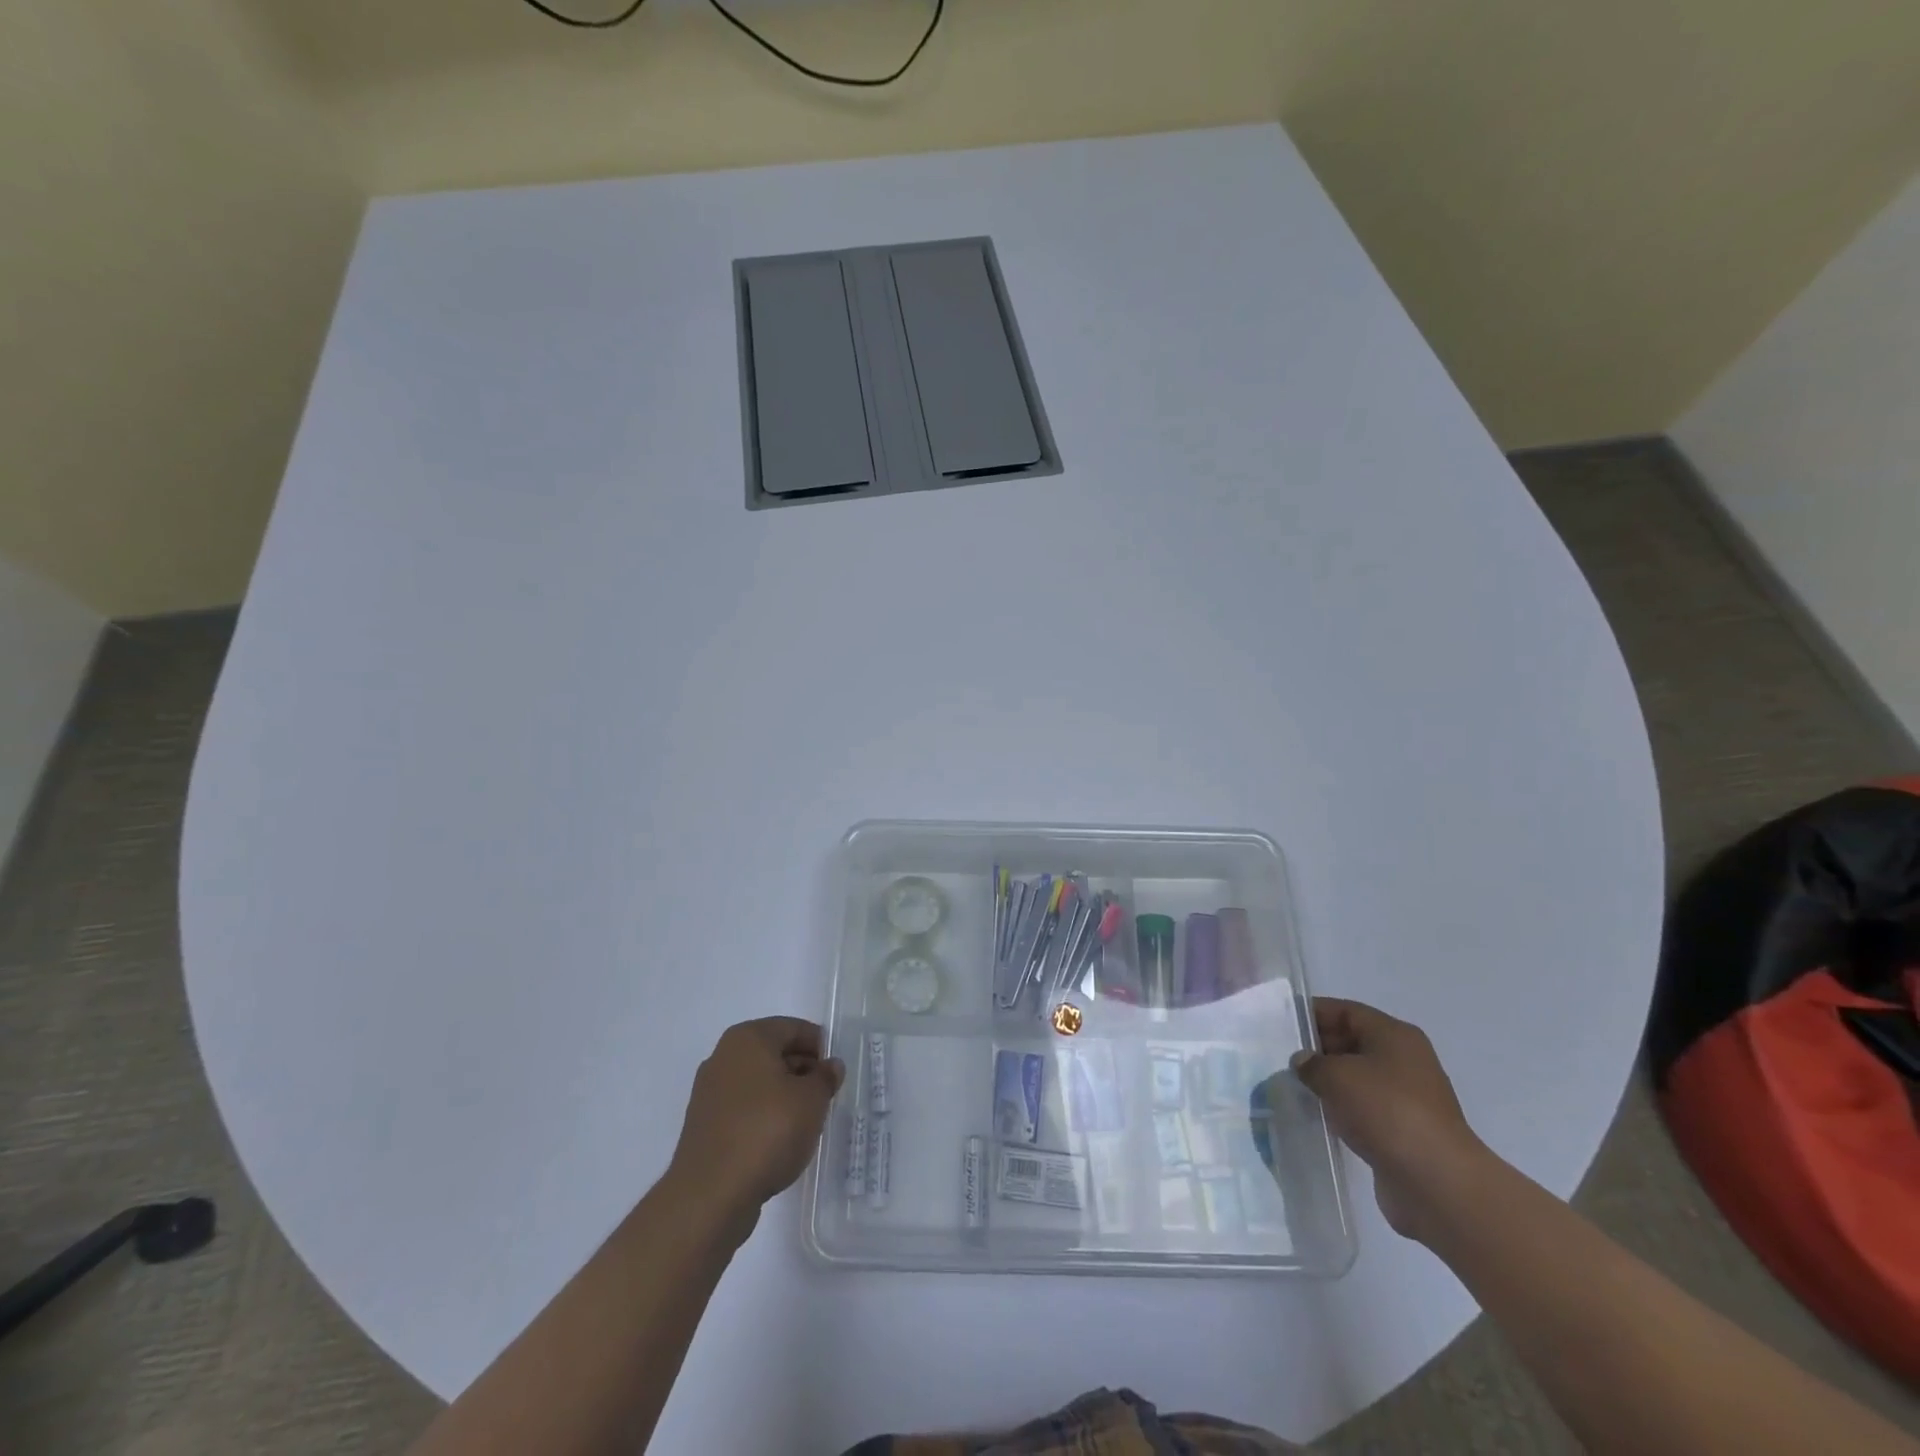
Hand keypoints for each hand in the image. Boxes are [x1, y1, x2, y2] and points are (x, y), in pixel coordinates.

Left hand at [665, 1018, 843, 1234]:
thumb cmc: (767, 1131)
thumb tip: (830, 1066)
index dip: (819, 1045)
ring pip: (758, 1082)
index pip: (792, 1028)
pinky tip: (781, 1140)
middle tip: (826, 1094)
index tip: (836, 1070)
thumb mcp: (812, 1100)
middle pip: (773, 1053)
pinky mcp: (704, 1126)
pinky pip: (744, 1109)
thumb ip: (825, 1078)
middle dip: (802, 1070)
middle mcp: (723, 1057)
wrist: (710, 1195)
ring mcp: (709, 1093)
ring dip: (784, 1095)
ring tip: (807, 1120)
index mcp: (748, 1038)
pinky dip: (764, 1116)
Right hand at [1289, 997, 1488, 1241]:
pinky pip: (1365, 1108)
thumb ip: (1311, 1062)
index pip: (1346, 1011)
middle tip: (1282, 1057)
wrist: (1436, 1182)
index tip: (1282, 1024)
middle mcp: (1405, 1060)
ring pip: (1358, 1077)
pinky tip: (1318, 1116)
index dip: (1314, 1014)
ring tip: (1293, 1087)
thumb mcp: (1336, 1075)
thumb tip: (1303, 1061)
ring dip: (1329, 1082)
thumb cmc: (1386, 1110)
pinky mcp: (1404, 1130)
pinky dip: (1342, 1109)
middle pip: (1353, 1042)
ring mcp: (1407, 1097)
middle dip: (1318, 1048)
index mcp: (1394, 1035)